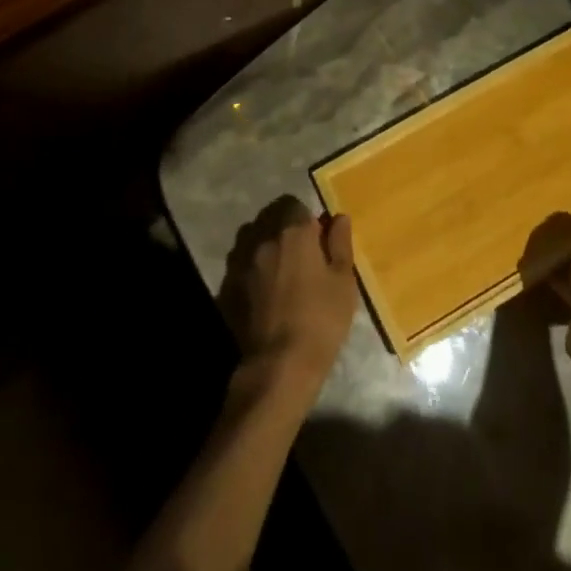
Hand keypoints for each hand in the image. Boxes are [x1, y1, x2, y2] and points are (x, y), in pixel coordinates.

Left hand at [223, 198, 358, 399]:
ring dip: (264, 243)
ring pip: (252, 237)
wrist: (279, 365)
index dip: (306, 218)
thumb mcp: (343, 282)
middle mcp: (264, 237)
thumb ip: (340, 244)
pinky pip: (240, 263)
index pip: (295, 204)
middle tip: (299, 253)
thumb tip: (338, 217)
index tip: (316, 238)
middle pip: (270, 217)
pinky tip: (261, 289)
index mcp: (294, 232)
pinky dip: (250, 267)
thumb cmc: (321, 320)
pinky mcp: (227, 284)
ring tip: (278, 268)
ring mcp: (242, 260)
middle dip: (283, 227)